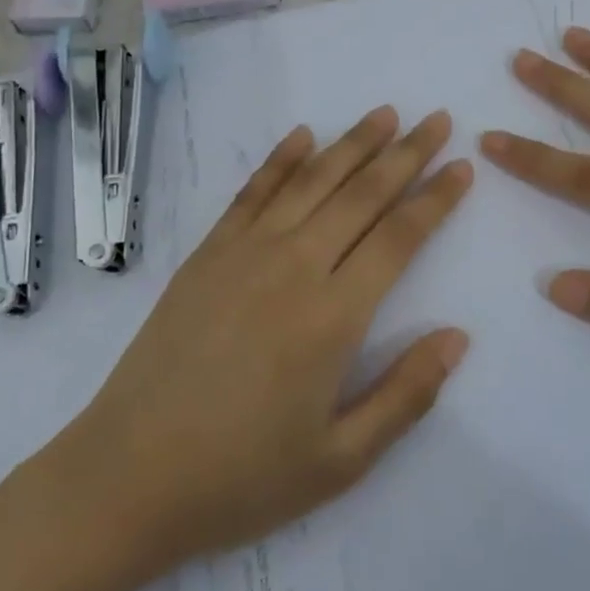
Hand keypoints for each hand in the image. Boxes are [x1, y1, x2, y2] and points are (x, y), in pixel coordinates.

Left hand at [59, 107, 473, 569]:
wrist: (128, 476)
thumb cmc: (241, 477)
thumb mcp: (340, 460)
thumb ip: (406, 394)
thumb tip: (459, 337)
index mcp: (333, 316)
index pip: (399, 237)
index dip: (435, 199)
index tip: (462, 167)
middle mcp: (294, 266)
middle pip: (361, 194)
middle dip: (406, 153)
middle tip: (436, 120)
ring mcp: (244, 252)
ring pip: (311, 181)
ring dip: (352, 143)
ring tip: (385, 114)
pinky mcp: (207, 253)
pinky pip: (252, 192)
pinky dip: (281, 159)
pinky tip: (302, 135)